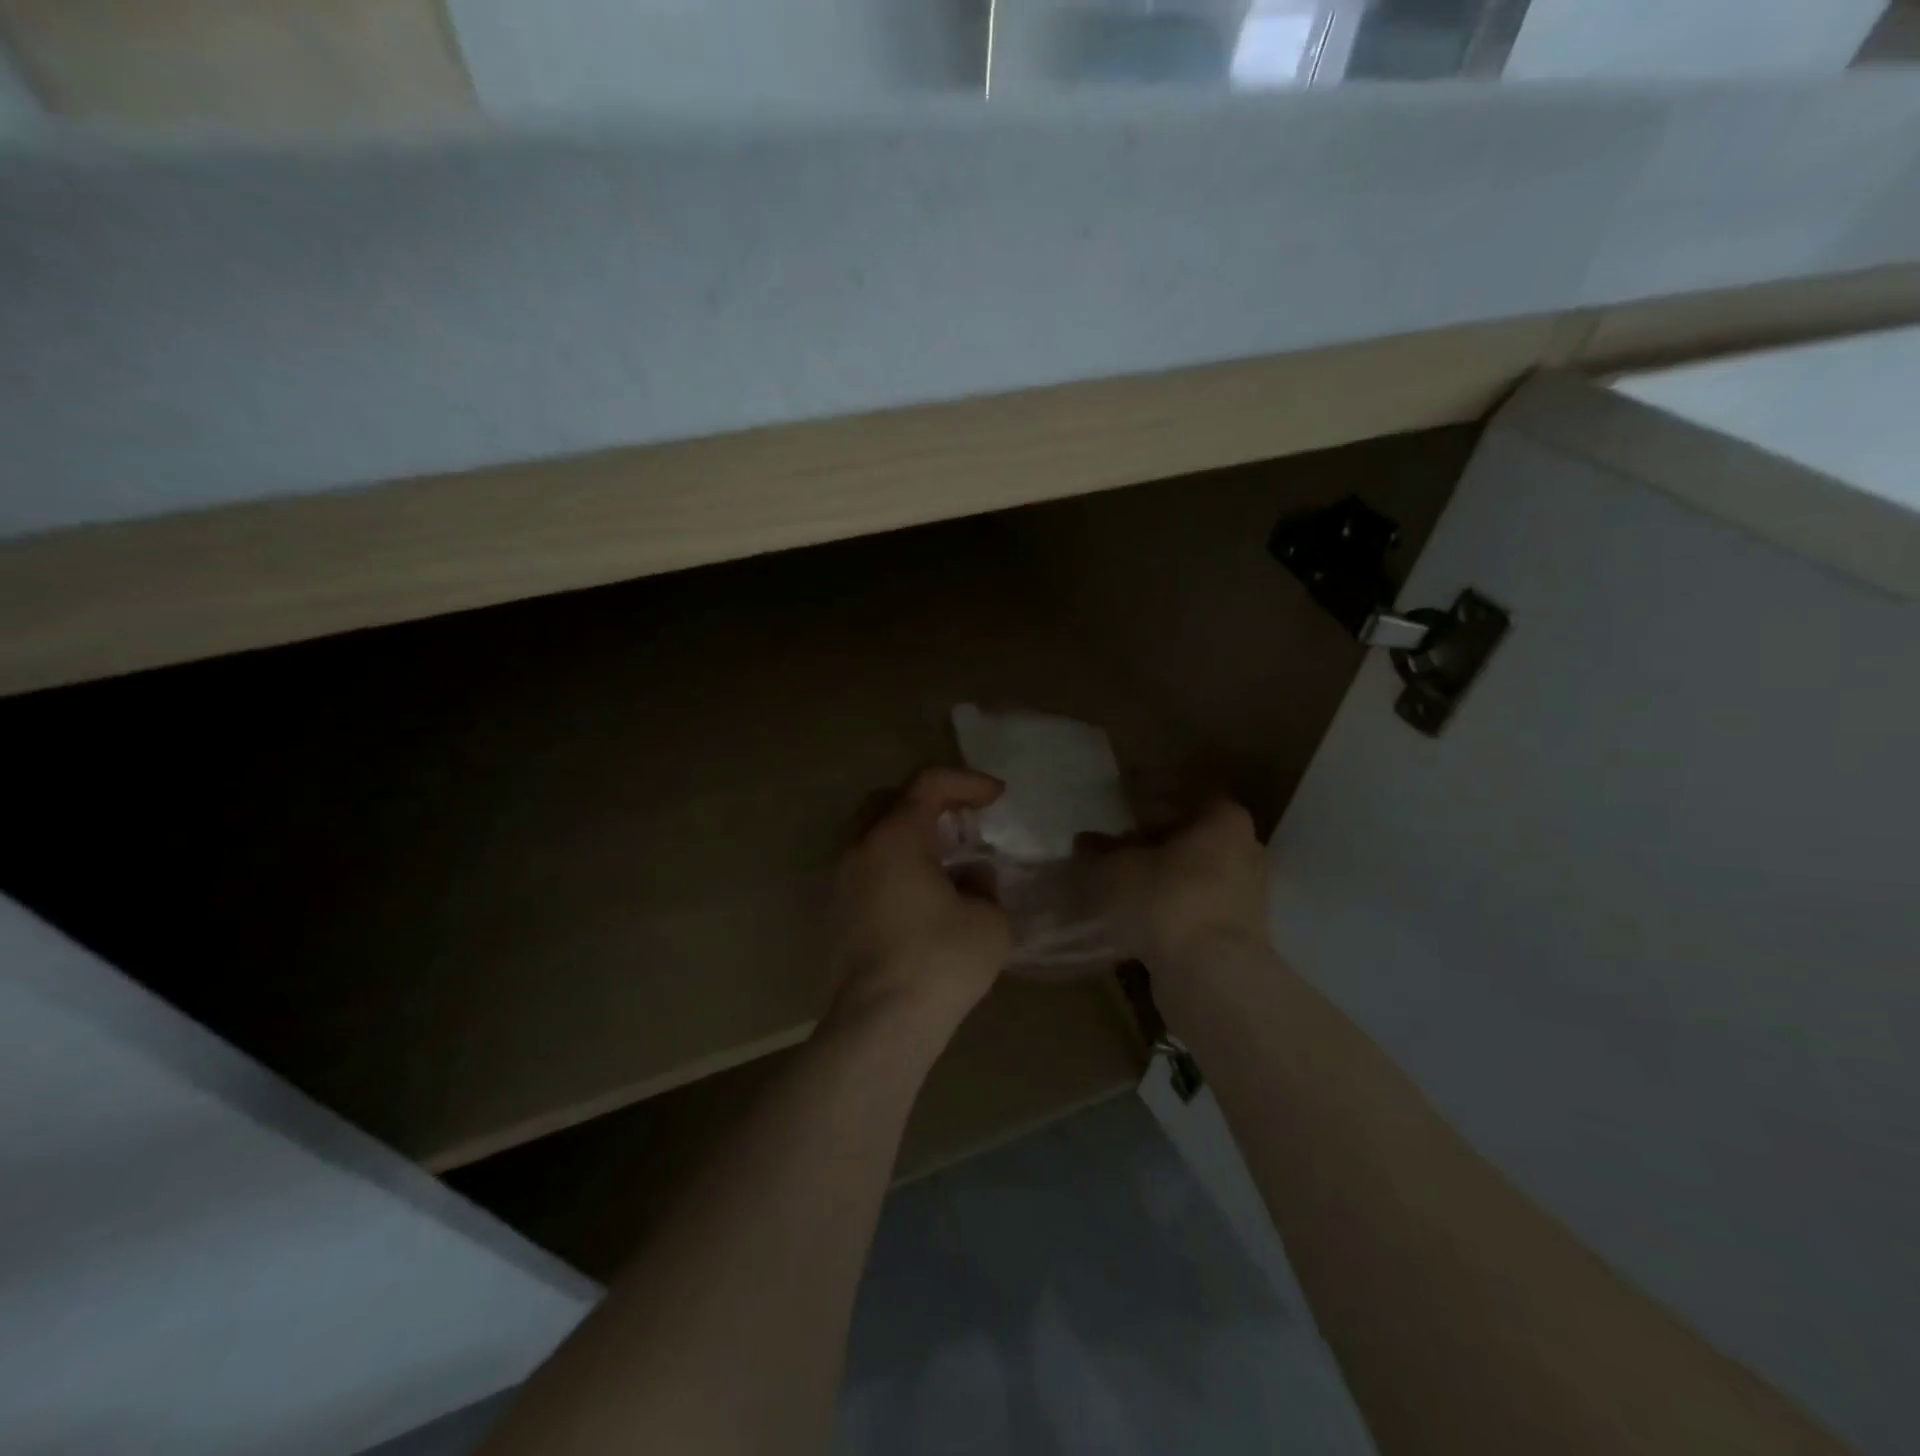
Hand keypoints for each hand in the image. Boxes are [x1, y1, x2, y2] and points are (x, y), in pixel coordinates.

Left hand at [829, 768, 1011, 1026]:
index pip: (929, 783)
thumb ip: (983, 886)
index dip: (967, 782)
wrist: (880, 1022)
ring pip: (872, 833)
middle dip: (931, 801)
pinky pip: (866, 866)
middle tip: (964, 822)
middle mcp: (860, 848)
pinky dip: (894, 862)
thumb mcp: (988, 920)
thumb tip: (969, 878)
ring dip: (909, 833)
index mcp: (895, 837)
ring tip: (946, 857)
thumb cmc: (939, 962)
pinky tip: (922, 891)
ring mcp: (841, 880)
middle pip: (891, 800)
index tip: (997, 797)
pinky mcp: (835, 912)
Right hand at [1078, 797, 1267, 972]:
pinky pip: (1199, 903)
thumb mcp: (1115, 870)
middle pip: (1191, 835)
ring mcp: (1248, 893)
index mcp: (1224, 819)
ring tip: (1124, 883)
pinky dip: (1172, 903)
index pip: (1186, 794)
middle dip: (1153, 840)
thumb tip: (1084, 842)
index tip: (1123, 806)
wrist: (1212, 975)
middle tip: (1117, 846)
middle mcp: (1245, 848)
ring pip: (1195, 871)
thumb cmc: (1165, 901)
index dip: (1151, 798)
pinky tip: (1142, 914)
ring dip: (1161, 874)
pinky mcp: (1241, 930)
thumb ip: (1098, 852)